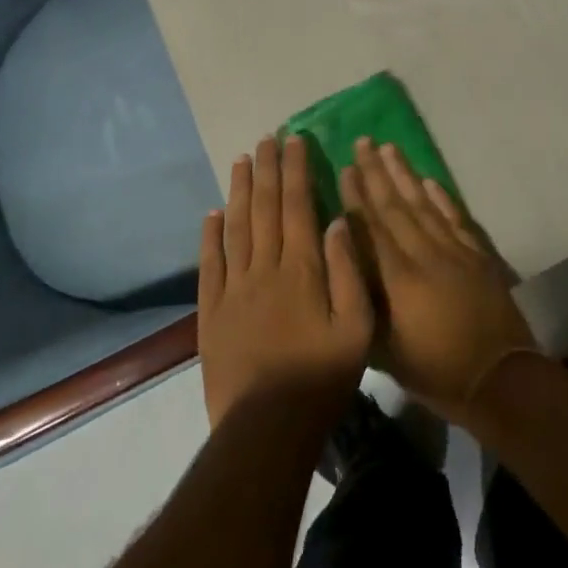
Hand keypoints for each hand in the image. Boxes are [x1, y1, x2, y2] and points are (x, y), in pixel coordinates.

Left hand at [198, 136, 373, 429]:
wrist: (266, 430)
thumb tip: (338, 220)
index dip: (296, 170)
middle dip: (268, 169)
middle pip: (265, 207)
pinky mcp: (212, 313)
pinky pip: (210, 264)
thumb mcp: (357, 327)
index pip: (298, 205)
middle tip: (267, 138)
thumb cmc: (321, 378)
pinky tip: (212, 213)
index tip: (296, 141)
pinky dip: (210, 235)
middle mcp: (265, 268)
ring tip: (242, 160)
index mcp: (302, 268)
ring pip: (236, 227)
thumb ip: (349, 270)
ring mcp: (233, 289)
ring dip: (240, 191)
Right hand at [339, 138, 535, 425]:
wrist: (499, 378)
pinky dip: (441, 196)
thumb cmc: (436, 372)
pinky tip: (429, 180)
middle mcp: (424, 254)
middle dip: (376, 172)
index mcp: (398, 279)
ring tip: (389, 147)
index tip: (345, 167)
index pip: (371, 228)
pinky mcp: (477, 253)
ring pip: (423, 203)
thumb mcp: (386, 351)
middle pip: (395, 206)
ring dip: (405, 174)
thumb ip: (364, 303)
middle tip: (363, 141)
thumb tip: (345, 264)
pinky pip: (454, 216)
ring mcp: (454, 250)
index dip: (356, 196)